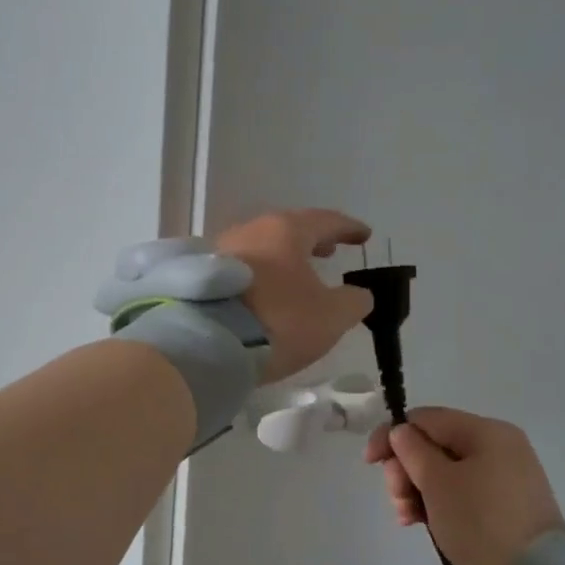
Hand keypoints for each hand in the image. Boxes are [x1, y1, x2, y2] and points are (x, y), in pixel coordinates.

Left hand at [215, 208, 373, 382]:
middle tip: (329, 251)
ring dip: (284, 259)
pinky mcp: (201, 278)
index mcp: (286, 231)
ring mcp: (220, 251)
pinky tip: (265, 293)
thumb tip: (359, 294)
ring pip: (262, 248)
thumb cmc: (278, 321)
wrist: (206, 343)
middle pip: (288, 230)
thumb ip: (353, 302)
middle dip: (312, 240)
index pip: (325, 221)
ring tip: (297, 275)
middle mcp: (251, 231)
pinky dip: (261, 276)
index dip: (348, 228)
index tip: (363, 235)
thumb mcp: (330, 317)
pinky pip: (241, 270)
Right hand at [364, 407, 564, 564]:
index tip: (370, 462)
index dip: (393, 435)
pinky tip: (418, 523)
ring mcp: (501, 481)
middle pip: (433, 446)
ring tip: (406, 516)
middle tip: (396, 496)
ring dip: (415, 490)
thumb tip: (402, 433)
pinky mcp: (499, 510)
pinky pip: (458, 496)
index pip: (427, 419)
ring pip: (442, 473)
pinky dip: (435, 505)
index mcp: (487, 432)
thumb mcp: (437, 480)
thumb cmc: (479, 520)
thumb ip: (412, 450)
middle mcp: (497, 449)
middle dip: (405, 469)